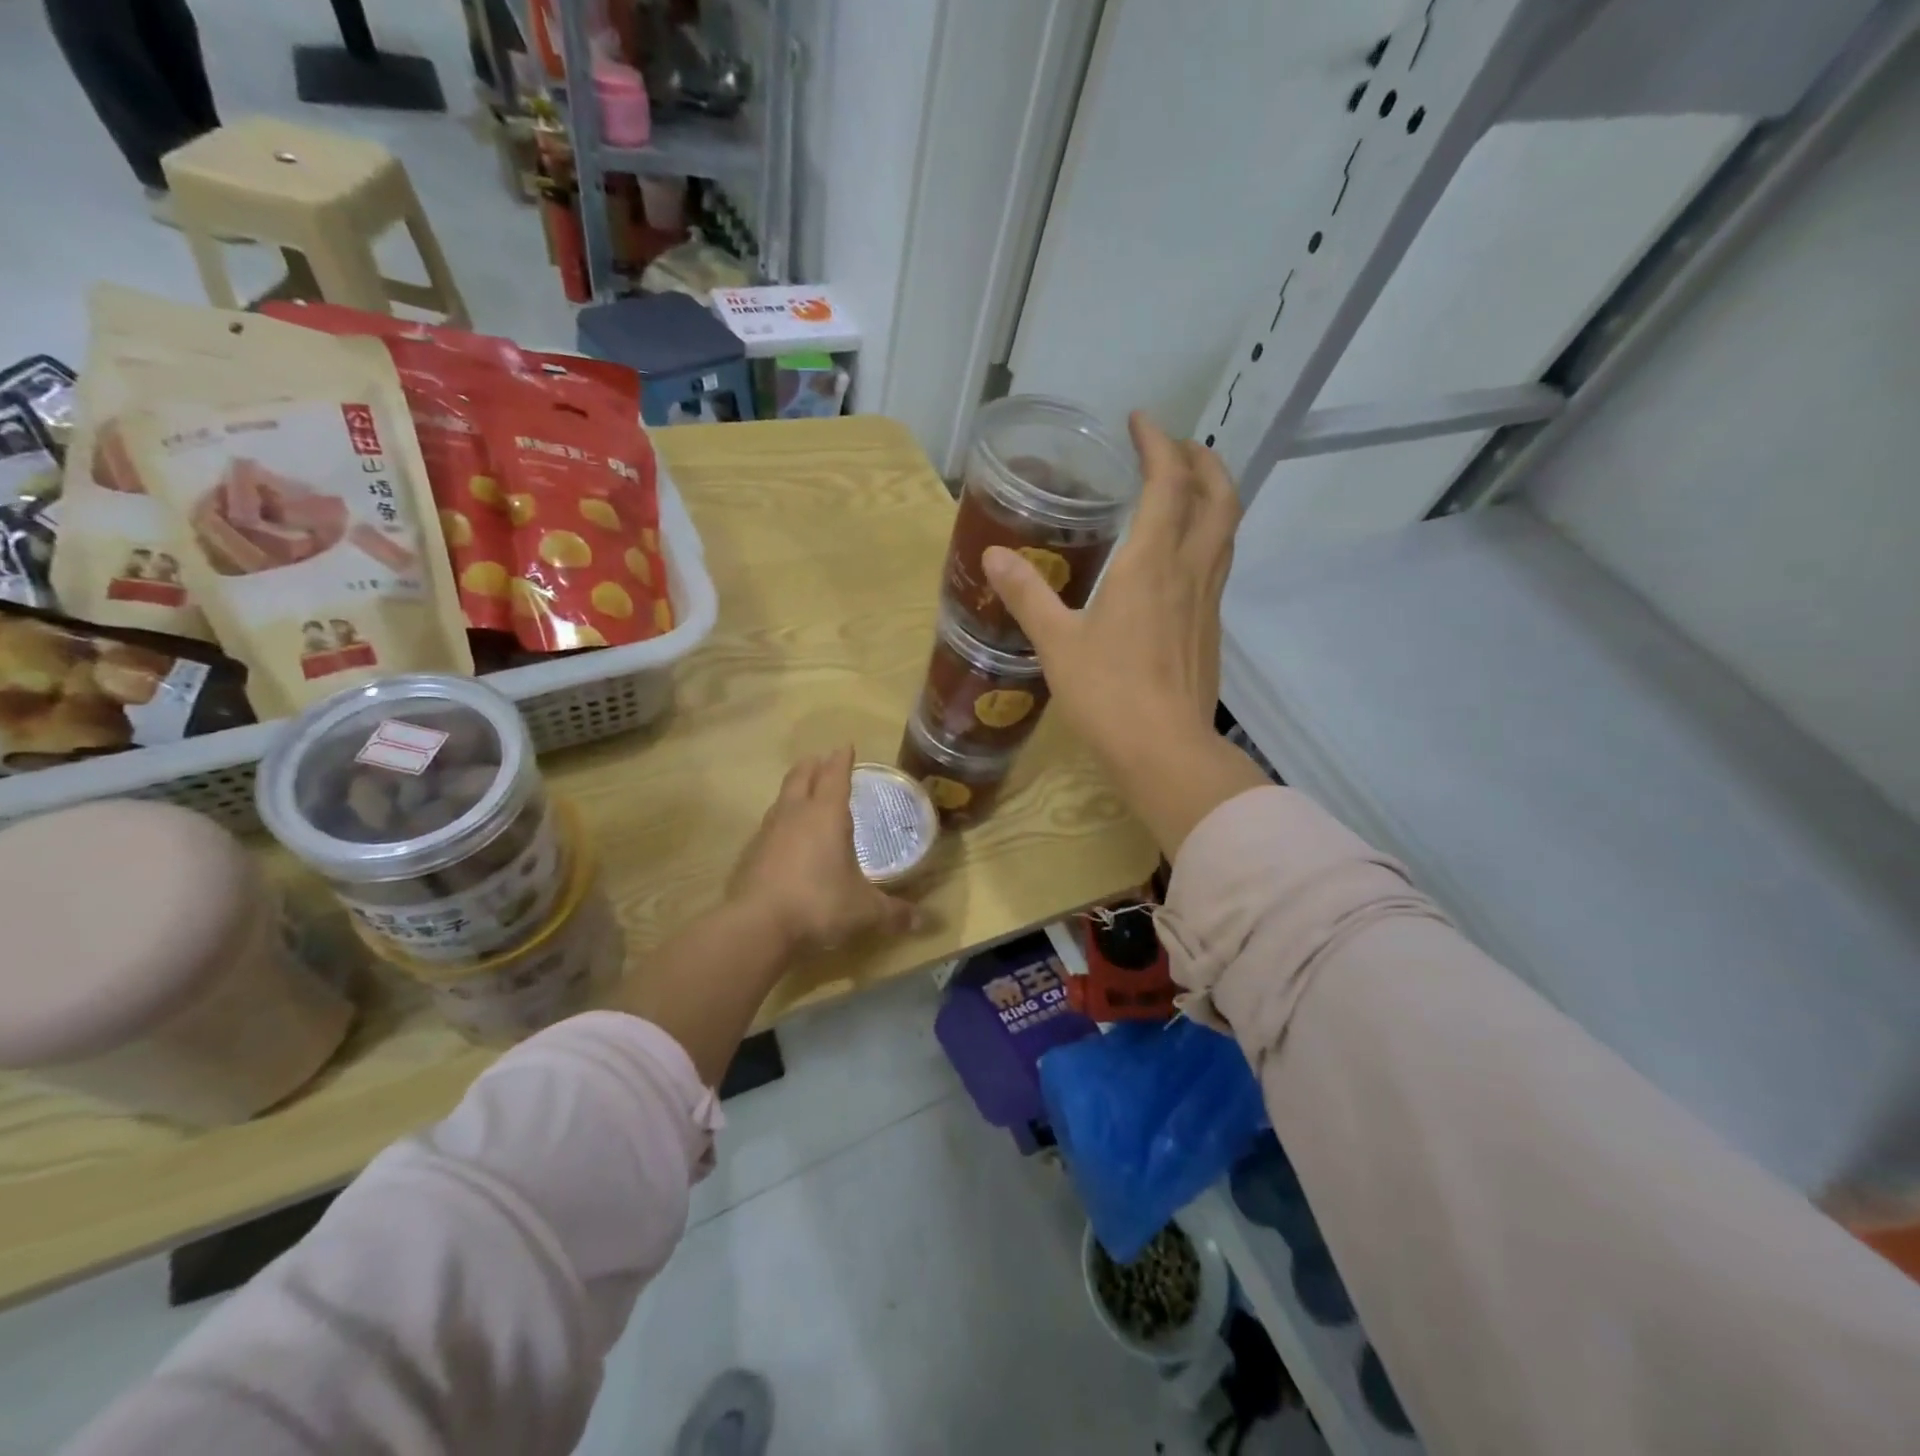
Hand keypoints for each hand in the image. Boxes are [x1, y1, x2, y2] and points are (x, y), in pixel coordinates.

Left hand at [728, 746, 919, 951]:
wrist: (757, 925)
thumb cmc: (819, 904)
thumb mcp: (864, 911)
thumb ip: (893, 913)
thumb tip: (922, 922)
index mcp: (827, 815)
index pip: (835, 776)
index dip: (842, 760)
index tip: (846, 746)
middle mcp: (796, 814)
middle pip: (801, 777)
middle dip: (813, 765)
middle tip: (820, 759)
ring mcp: (769, 832)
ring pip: (781, 799)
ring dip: (793, 791)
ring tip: (802, 793)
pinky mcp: (751, 854)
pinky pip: (768, 827)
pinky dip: (780, 823)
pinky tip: (784, 838)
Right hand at [982, 413, 1268, 855]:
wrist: (1164, 751)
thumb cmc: (1108, 693)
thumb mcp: (1057, 642)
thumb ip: (1028, 595)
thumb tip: (996, 556)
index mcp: (1152, 562)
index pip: (1169, 482)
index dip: (1158, 444)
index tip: (1139, 422)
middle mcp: (1190, 571)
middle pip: (1219, 497)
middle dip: (1202, 461)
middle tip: (1175, 448)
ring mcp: (1208, 602)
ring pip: (1226, 531)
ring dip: (1212, 497)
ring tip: (1184, 490)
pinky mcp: (1210, 630)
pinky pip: (1217, 565)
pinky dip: (1205, 539)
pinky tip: (1178, 559)